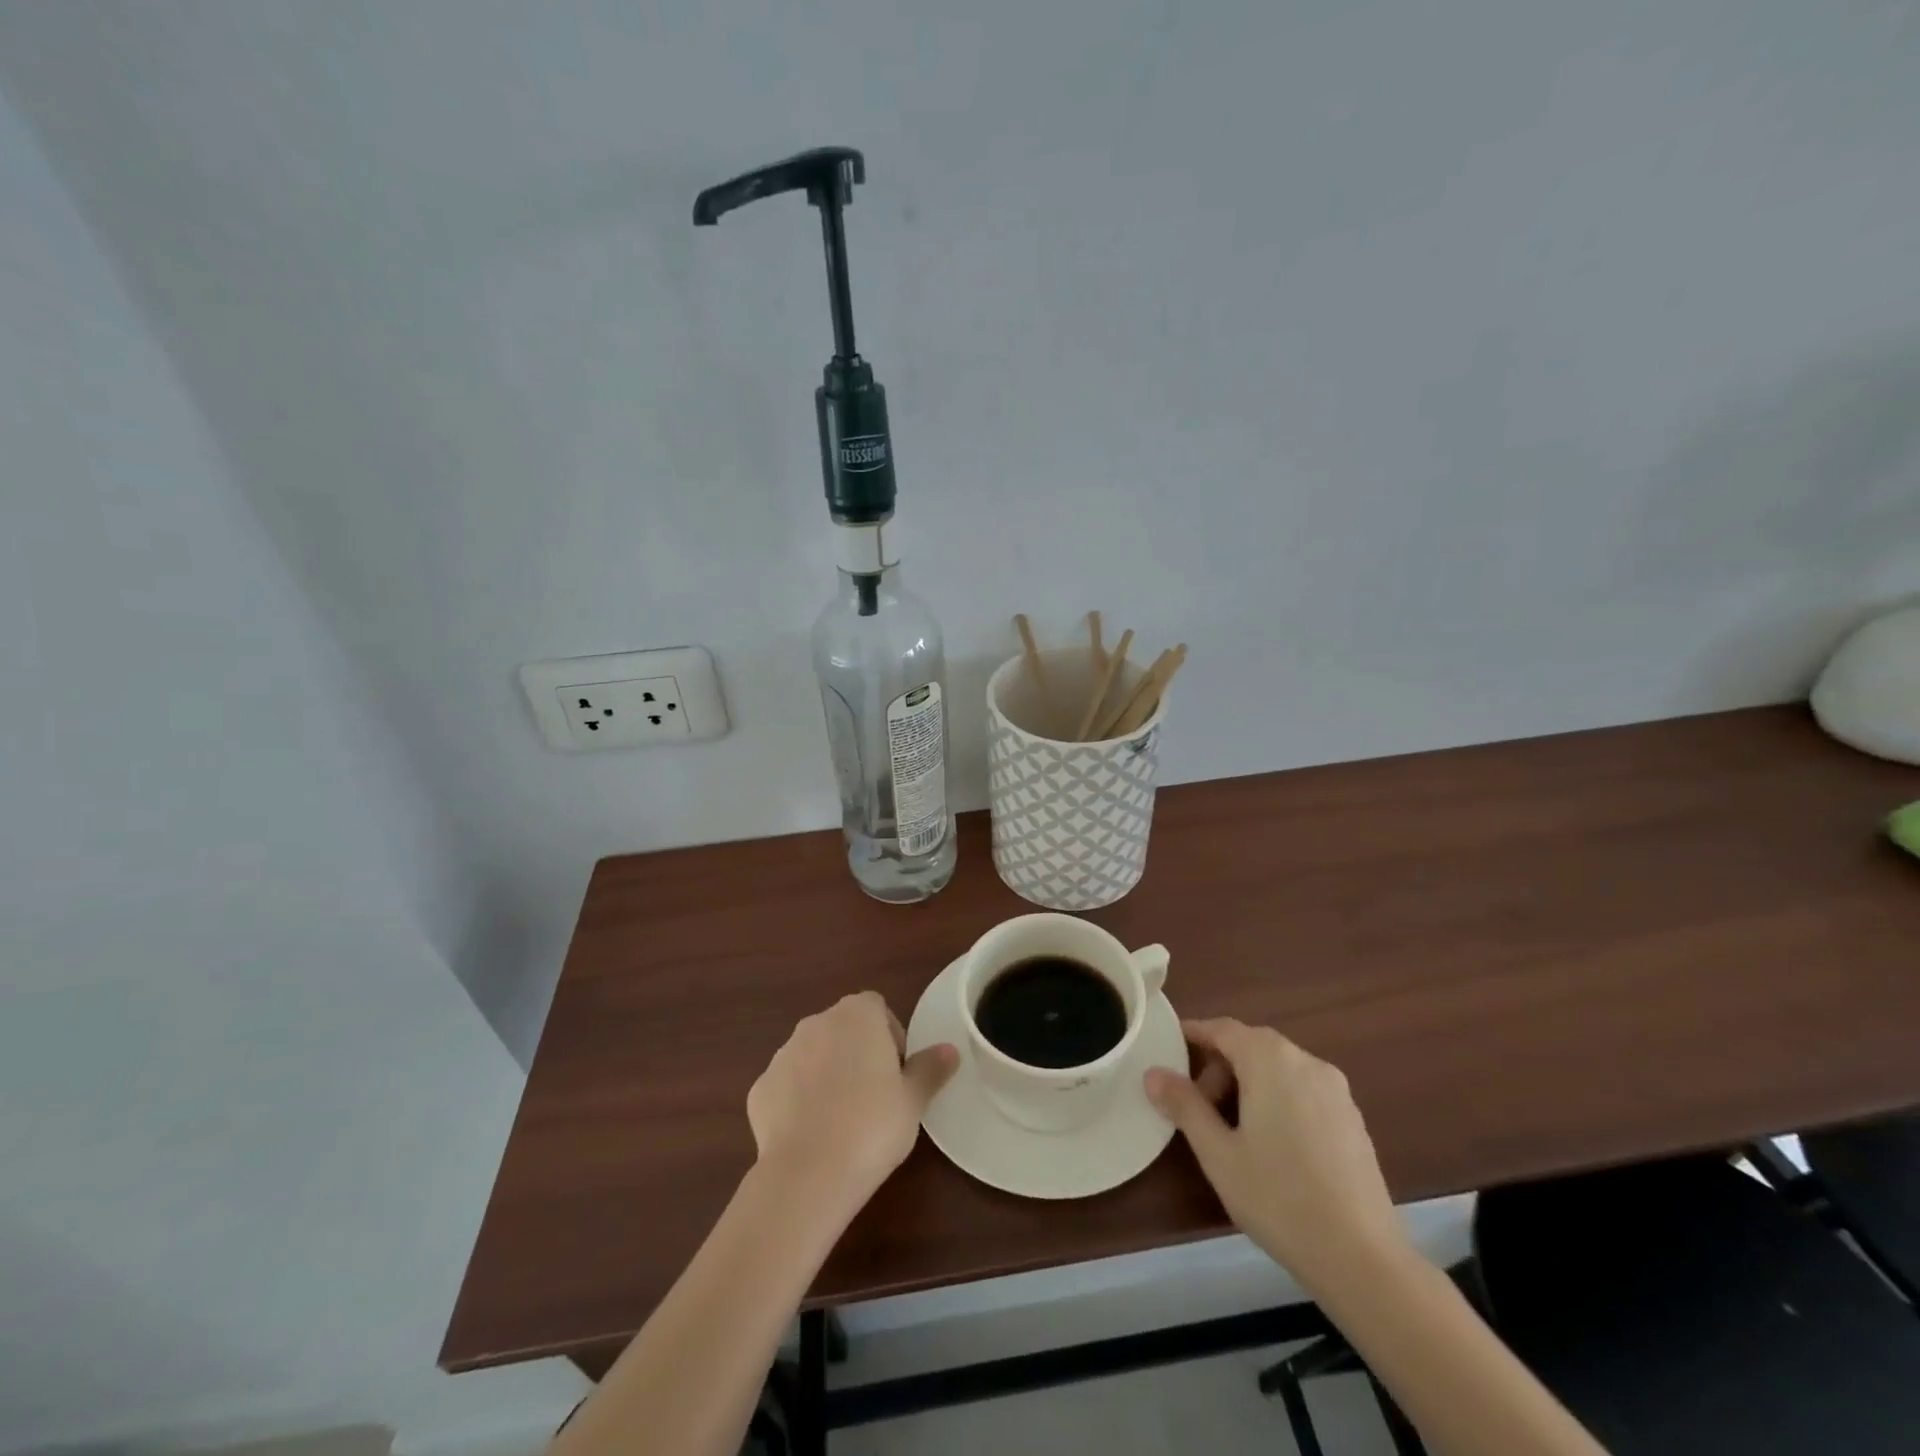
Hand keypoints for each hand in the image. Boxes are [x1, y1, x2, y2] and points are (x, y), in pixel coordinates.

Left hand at [747, 992, 957, 1217]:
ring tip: (843, 1121)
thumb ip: (931, 1068)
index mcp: (857, 1015)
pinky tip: (812, 1136)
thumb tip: (950, 1050)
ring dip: (827, 1075)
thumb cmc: (872, 1126)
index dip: (890, 1036)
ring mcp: (783, 1054)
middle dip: (858, 1054)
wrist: (807, 1174)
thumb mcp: (913, 1100)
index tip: (897, 1072)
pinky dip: (798, 1102)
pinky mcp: (760, 1089)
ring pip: (813, 1056)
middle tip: (875, 1097)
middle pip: (843, 1029)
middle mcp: (816, 1023)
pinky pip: (787, 1087)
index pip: (877, 1008)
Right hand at [1145, 1018, 1404, 1288]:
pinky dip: (1279, 1099)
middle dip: (1219, 1067)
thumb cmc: (1278, 1197)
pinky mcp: (1353, 1118)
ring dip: (1249, 1083)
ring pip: (1279, 1068)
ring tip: (1233, 1131)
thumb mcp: (1217, 1153)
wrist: (1363, 1258)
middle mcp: (1306, 1061)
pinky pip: (1303, 1090)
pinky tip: (1273, 1146)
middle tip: (1198, 1107)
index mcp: (1270, 1059)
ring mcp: (1336, 1090)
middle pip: (1252, 1046)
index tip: (1168, 1049)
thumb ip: (1184, 1105)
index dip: (1193, 1035)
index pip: (1223, 1029)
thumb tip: (1153, 1073)